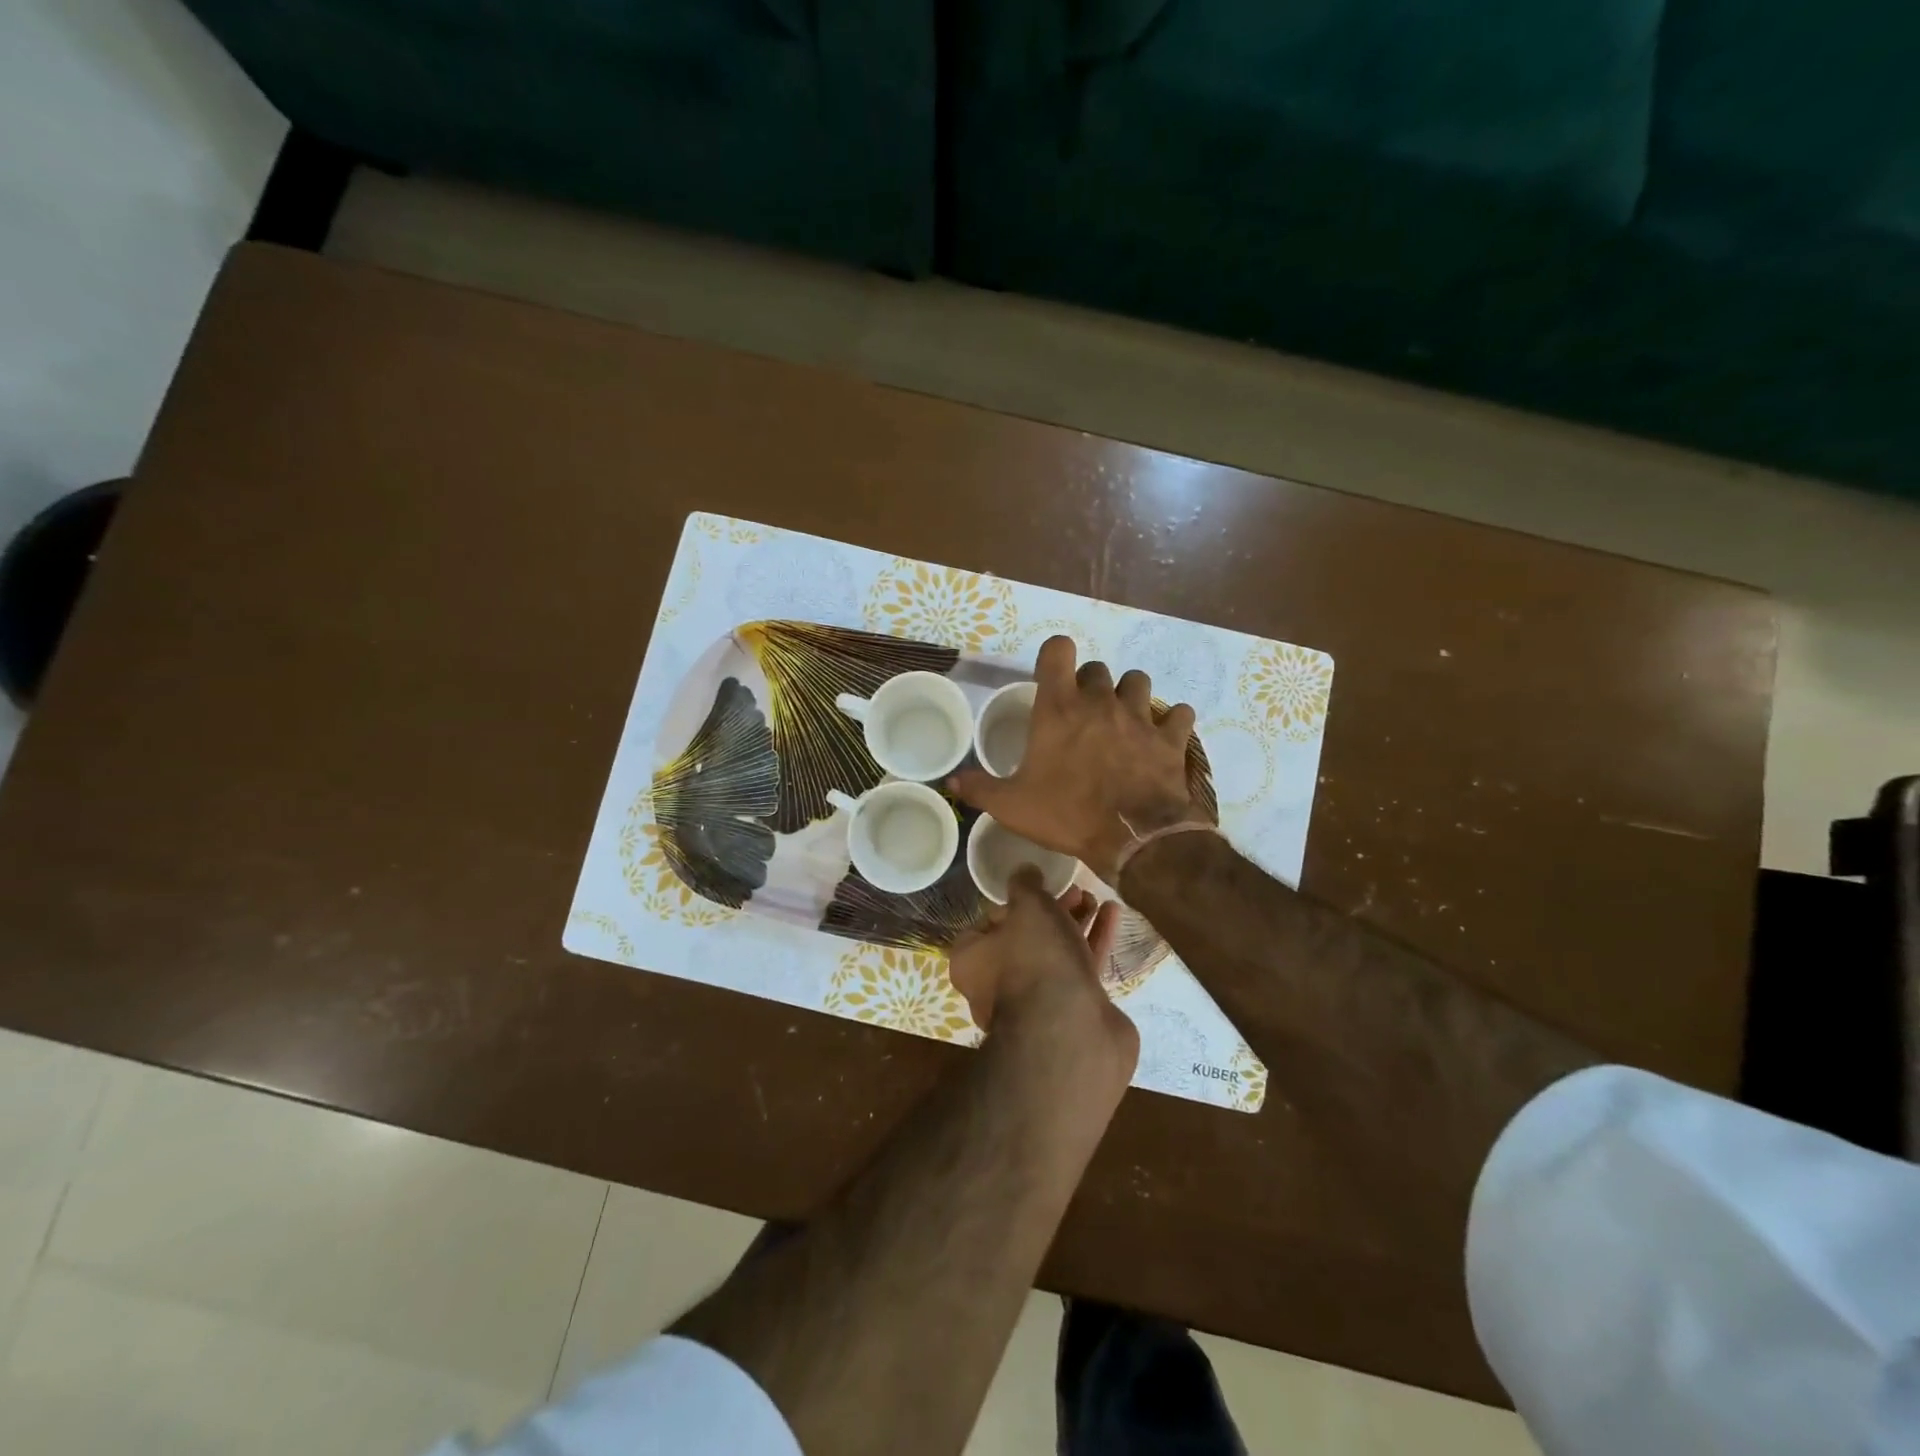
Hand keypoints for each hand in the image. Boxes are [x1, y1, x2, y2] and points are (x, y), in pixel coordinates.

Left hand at [948, 873, 1137, 1078]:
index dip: (1009, 905)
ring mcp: (1036, 1003)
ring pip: (1055, 954)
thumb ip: (1026, 884)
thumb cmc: (1036, 960)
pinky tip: (1113, 915)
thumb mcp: (1028, 906)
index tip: (1033, 890)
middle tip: (1074, 890)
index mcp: (972, 961)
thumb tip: (1024, 871)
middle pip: (1024, 938)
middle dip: (1050, 911)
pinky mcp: (1071, 1012)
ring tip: (1095, 897)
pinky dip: (1094, 941)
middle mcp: (996, 986)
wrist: (1072, 1032)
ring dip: (1075, 923)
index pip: (984, 925)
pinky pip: (1080, 969)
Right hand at [950, 636, 1198, 881]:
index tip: (1050, 678)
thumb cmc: (1067, 814)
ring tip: (1122, 719)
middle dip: (1088, 685)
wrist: (1133, 838)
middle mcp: (1100, 701)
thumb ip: (980, 788)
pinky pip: (1179, 714)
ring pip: (1138, 682)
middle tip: (1081, 715)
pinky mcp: (1170, 737)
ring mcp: (1140, 716)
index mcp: (1059, 708)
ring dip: (1129, 695)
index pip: (1058, 649)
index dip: (1054, 656)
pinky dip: (1171, 722)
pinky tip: (1162, 737)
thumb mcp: (1012, 806)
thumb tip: (952, 782)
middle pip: (1097, 669)